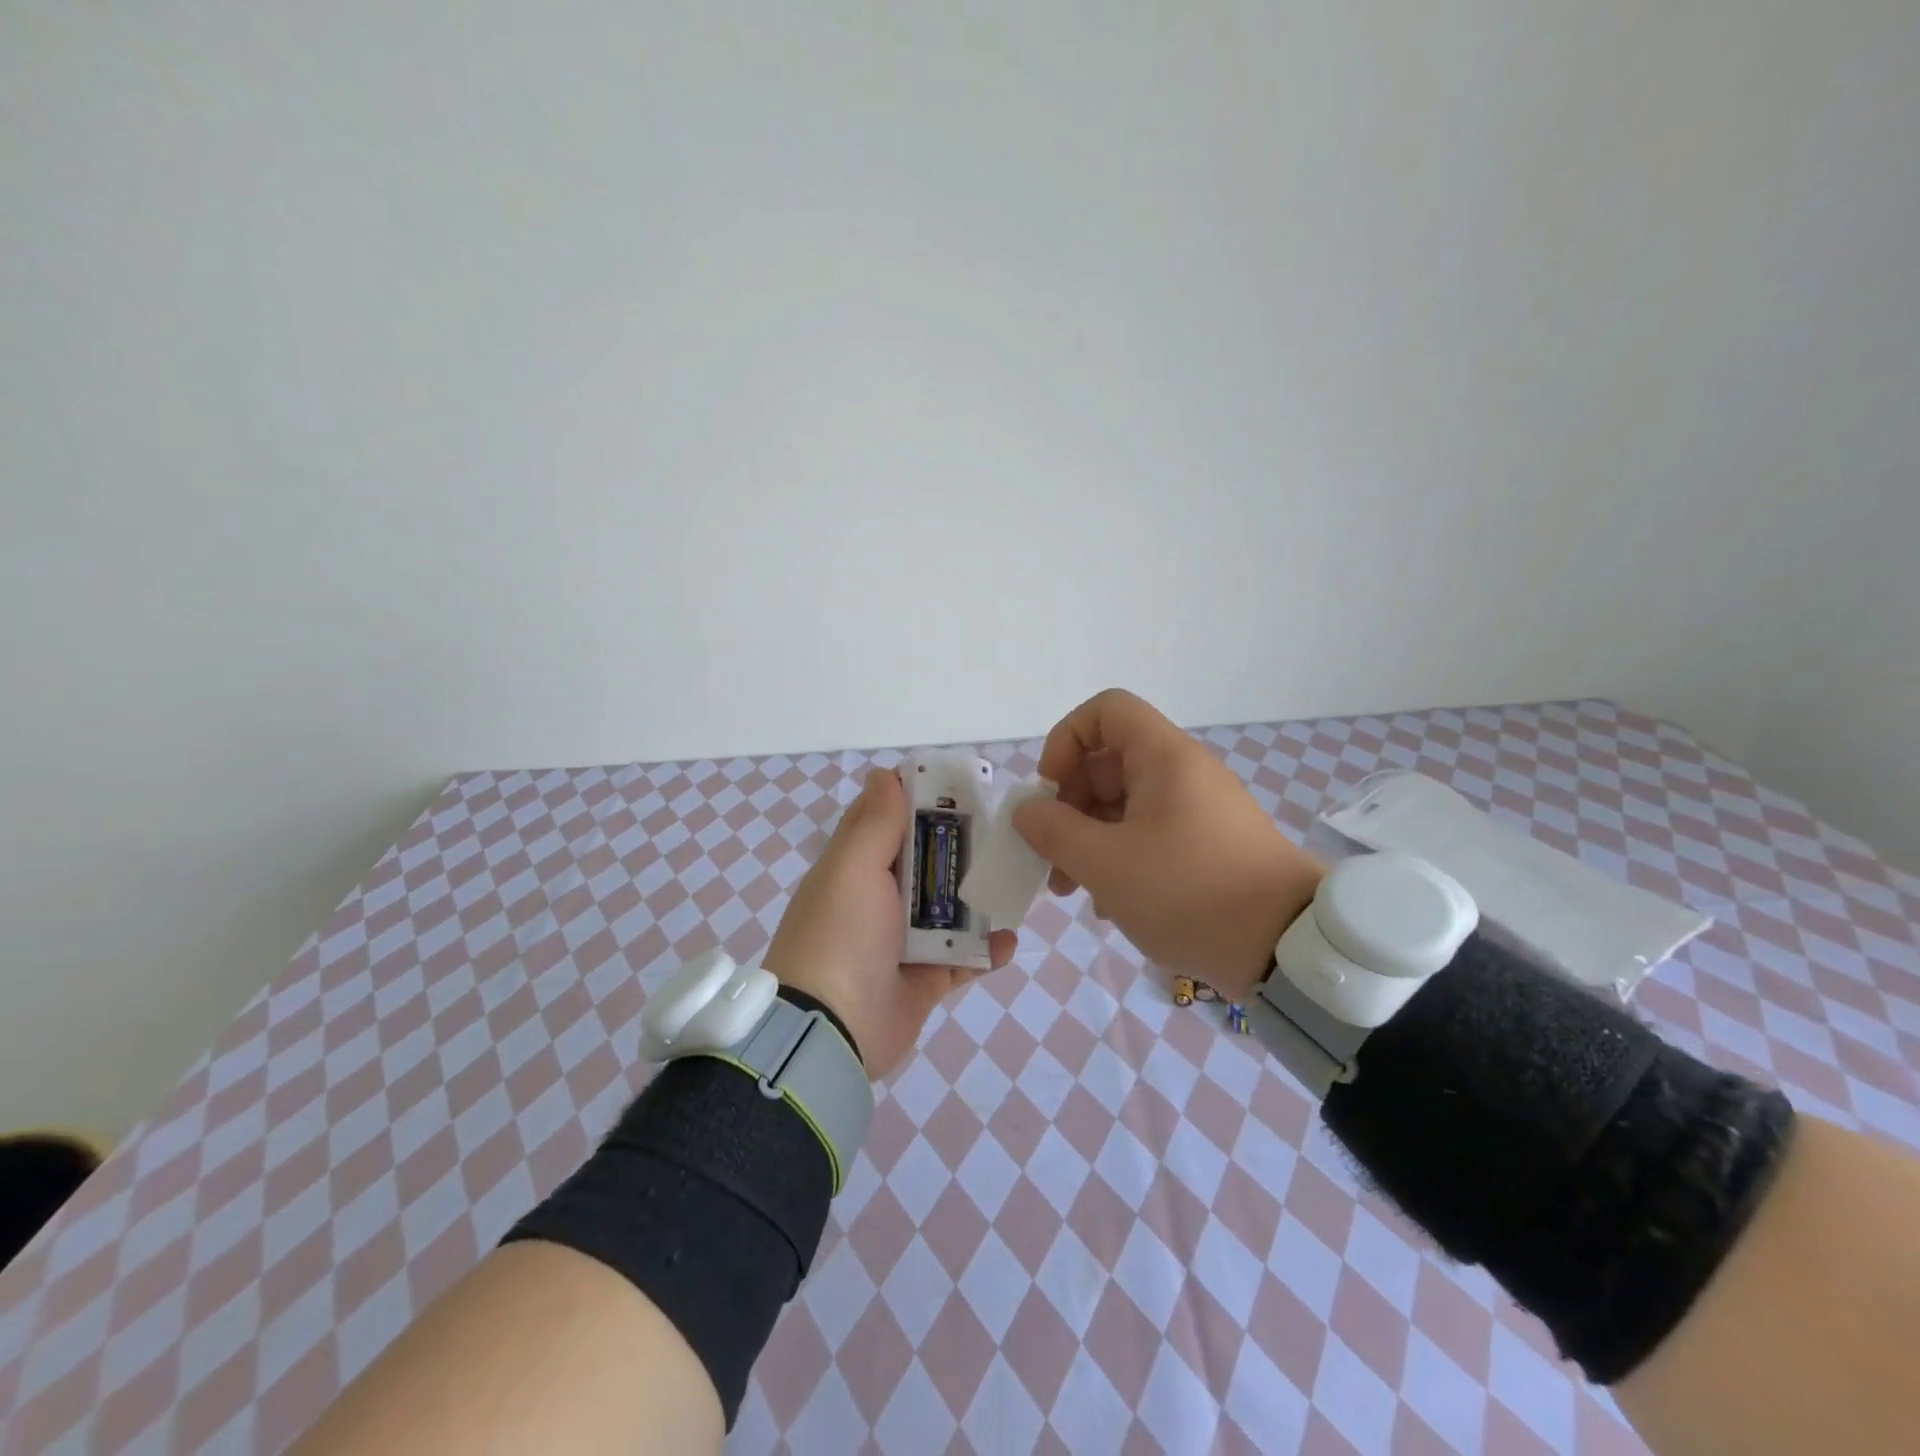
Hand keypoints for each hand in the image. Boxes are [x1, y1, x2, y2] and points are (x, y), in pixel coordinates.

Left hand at [767, 768, 1016, 1078]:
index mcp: (857, 867)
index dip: (921, 798)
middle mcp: (879, 900)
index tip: (963, 786)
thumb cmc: (840, 934)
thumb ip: (875, 822)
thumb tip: (886, 773)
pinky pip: (963, 959)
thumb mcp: (853, 866)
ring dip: (981, 897)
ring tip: (1017, 880)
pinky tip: (1009, 940)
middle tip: (1006, 830)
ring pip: (951, 908)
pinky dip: (986, 951)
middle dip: (964, 846)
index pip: (888, 819)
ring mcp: (903, 942)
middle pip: (928, 862)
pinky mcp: (925, 980)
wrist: (830, 1031)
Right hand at [1012, 689, 1322, 996]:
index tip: (1051, 790)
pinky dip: (1120, 857)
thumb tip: (1027, 811)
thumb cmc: (1188, 892)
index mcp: (1163, 758)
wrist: (1287, 947)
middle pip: (1108, 762)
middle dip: (1069, 806)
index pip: (1105, 711)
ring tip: (1073, 890)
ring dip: (1089, 839)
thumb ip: (1054, 831)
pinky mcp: (1208, 844)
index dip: (1066, 740)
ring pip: (1125, 804)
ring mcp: (1198, 810)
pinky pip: (1149, 833)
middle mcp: (1182, 773)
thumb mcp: (1105, 864)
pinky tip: (1110, 903)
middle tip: (1050, 856)